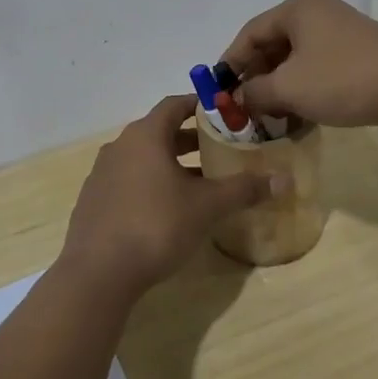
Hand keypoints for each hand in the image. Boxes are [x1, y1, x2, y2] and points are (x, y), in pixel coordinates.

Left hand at [58, 95, 278, 300]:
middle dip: (189, 139)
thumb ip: (244, 189)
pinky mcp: (93, 202)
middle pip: (158, 132)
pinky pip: (127, 182)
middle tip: (218, 149)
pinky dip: (149, 185)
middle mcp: (119, 146)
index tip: (222, 113)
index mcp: (145, 136)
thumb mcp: (207, 206)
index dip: (199, 105)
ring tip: (197, 182)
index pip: (174, 105)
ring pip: (142, 158)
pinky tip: (165, 210)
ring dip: (169, 164)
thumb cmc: (156, 225)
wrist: (98, 273)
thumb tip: (284, 179)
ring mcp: (102, 175)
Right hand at [221, 0, 377, 127]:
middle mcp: (317, 12)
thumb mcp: (288, 88)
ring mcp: (339, 30)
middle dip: (256, 76)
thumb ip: (255, 92)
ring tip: (269, 115)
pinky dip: (302, 86)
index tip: (218, 90)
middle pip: (272, 43)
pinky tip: (298, 112)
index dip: (230, 62)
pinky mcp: (356, 50)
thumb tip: (240, 98)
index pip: (250, 32)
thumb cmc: (341, 79)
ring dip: (278, 85)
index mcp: (297, 9)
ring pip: (295, 57)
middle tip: (243, 105)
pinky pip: (316, 65)